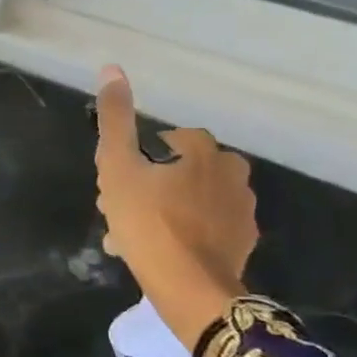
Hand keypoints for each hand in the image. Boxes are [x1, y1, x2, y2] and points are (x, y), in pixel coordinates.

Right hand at [93, 66, 256, 351]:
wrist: (190, 288)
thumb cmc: (148, 222)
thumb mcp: (117, 167)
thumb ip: (115, 118)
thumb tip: (112, 68)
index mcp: (204, 150)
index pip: (166, 140)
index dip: (136, 159)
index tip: (118, 183)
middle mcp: (231, 172)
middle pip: (178, 169)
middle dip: (148, 186)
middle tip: (121, 213)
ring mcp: (242, 209)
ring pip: (190, 198)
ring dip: (163, 209)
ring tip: (134, 237)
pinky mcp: (243, 241)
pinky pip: (205, 224)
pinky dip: (184, 231)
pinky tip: (160, 250)